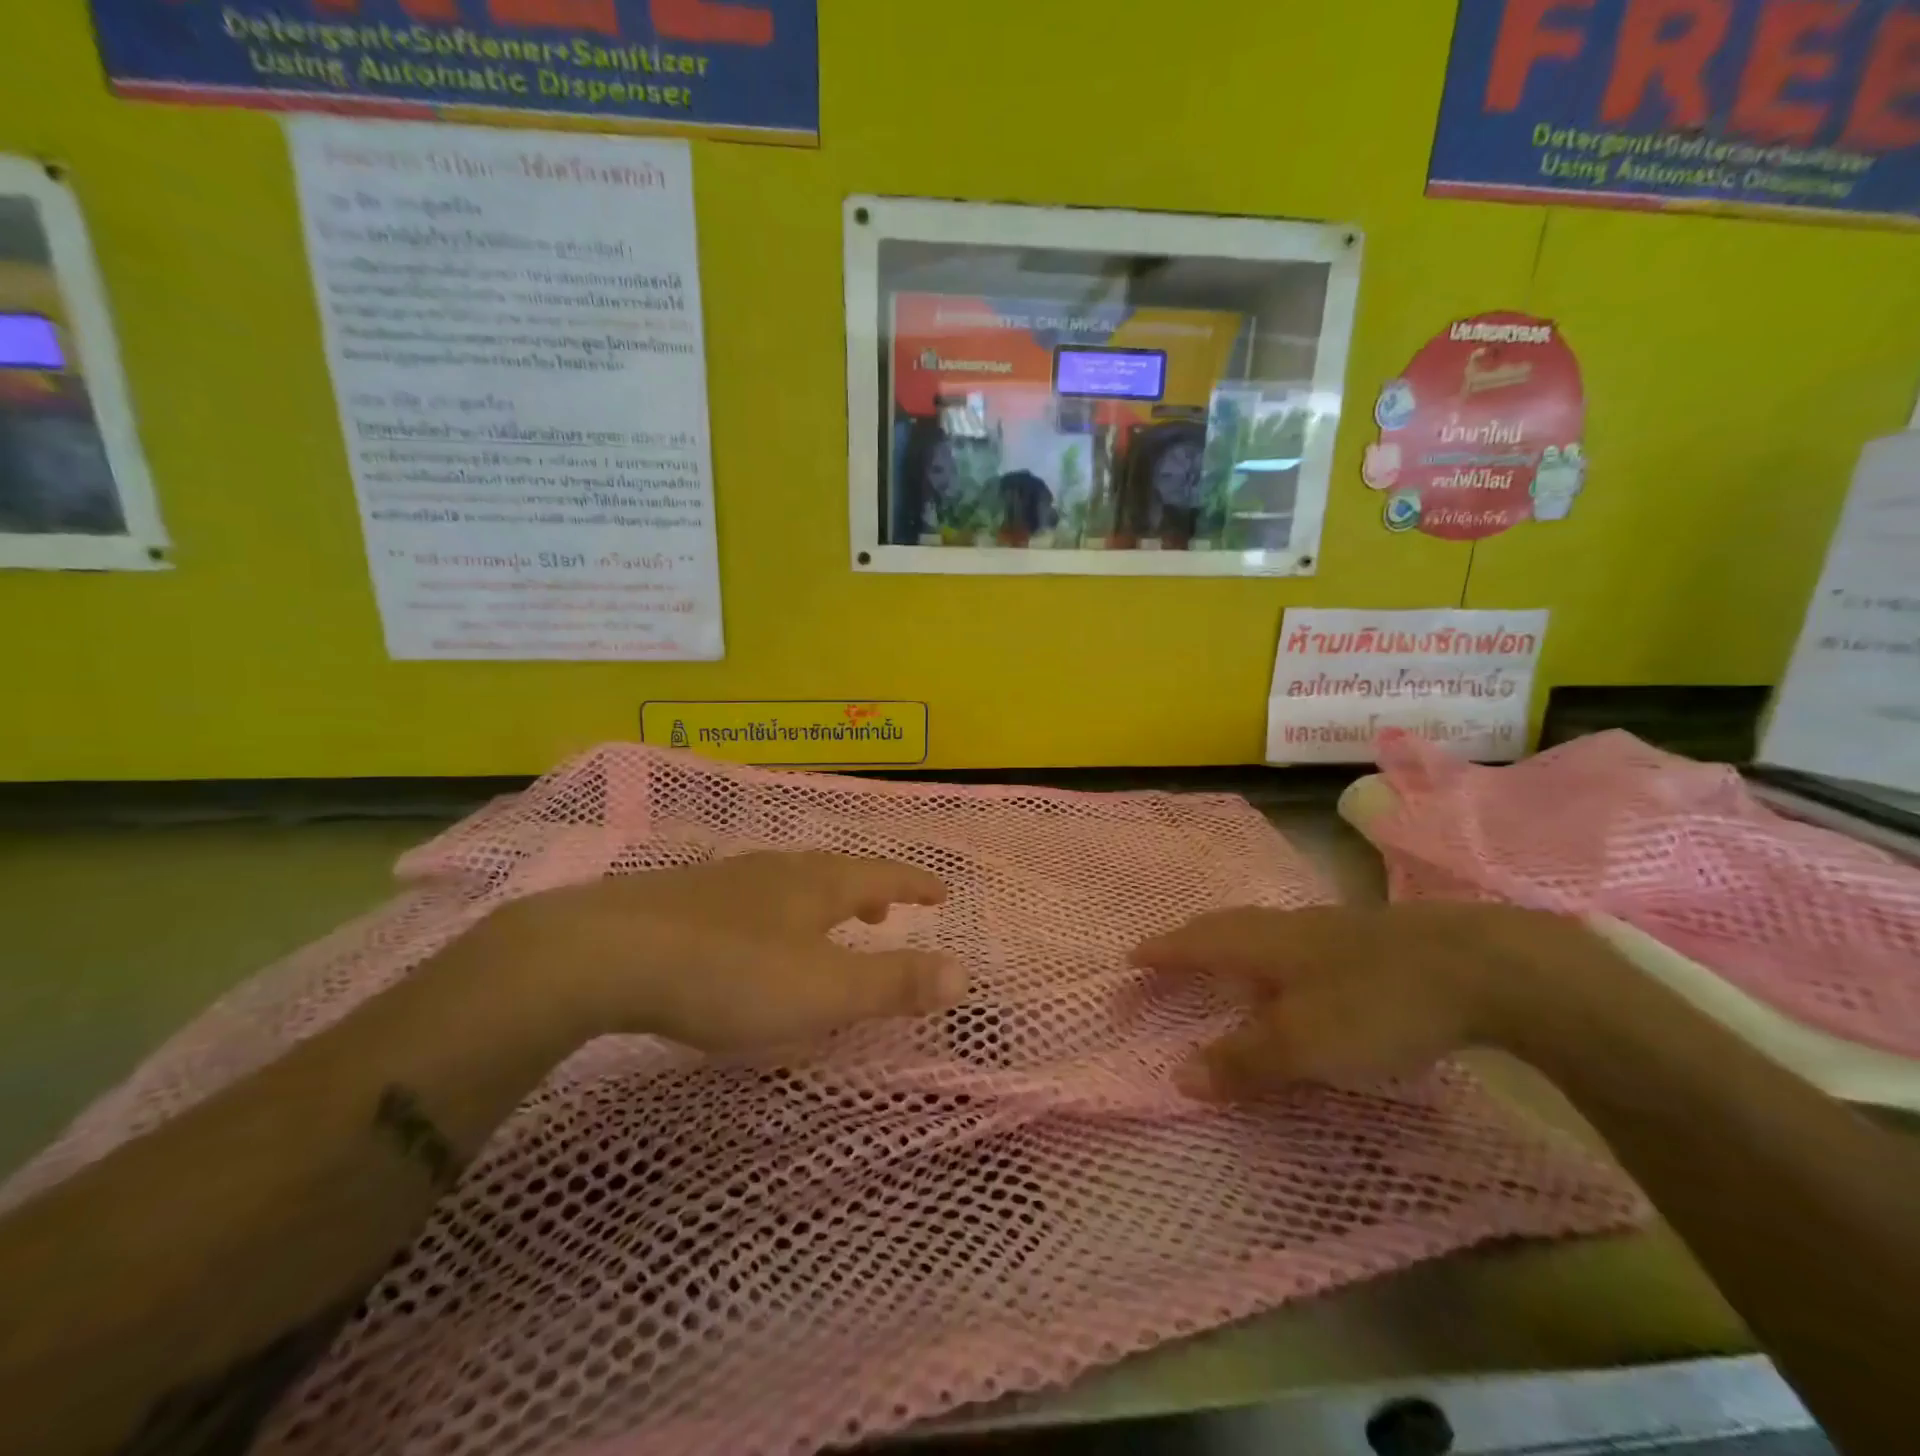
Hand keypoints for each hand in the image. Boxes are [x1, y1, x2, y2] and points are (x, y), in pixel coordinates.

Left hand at [485, 852, 965, 1050]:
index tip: (941, 889)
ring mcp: (726, 882)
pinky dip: (777, 912)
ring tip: (829, 921)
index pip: (882, 875)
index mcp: (816, 885)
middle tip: (885, 908)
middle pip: (834, 872)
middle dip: (867, 890)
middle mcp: (777, 871)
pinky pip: (751, 899)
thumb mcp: (822, 988)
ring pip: (790, 882)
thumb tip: (964, 973)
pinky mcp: (683, 901)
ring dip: (821, 899)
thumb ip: (893, 983)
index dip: (915, 884)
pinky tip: (754, 937)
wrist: (606, 954)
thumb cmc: (730, 973)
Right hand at [1130, 903, 1599, 1098]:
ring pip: (1264, 930)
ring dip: (1233, 944)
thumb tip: (1178, 1076)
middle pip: (1226, 926)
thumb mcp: (1304, 1043)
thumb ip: (1243, 1060)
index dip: (1163, 952)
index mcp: (1263, 943)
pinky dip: (1274, 954)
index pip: (1196, 943)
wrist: (1483, 966)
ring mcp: (1331, 928)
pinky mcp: (1368, 938)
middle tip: (1167, 953)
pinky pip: (1298, 940)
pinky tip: (1296, 971)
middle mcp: (1288, 926)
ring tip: (1224, 962)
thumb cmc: (1376, 1002)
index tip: (1131, 957)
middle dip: (1191, 939)